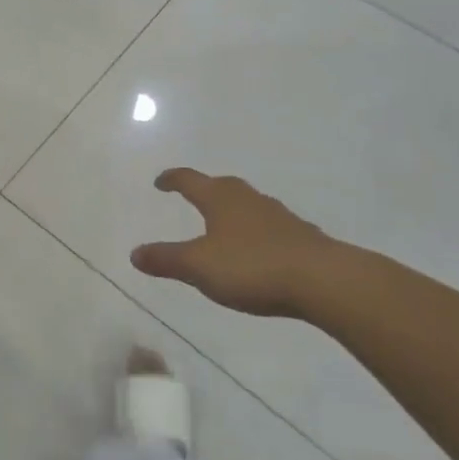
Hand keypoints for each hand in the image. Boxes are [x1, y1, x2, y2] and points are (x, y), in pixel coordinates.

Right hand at [130, 169, 352, 316]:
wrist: (324, 280)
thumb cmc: (252, 266)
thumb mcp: (199, 267)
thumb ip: (166, 260)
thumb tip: (135, 253)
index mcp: (219, 199)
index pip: (189, 180)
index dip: (172, 179)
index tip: (161, 181)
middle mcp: (248, 198)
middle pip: (221, 186)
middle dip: (205, 190)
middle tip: (193, 196)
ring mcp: (278, 215)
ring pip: (248, 205)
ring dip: (233, 210)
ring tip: (224, 224)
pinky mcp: (302, 236)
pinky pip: (270, 226)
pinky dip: (257, 232)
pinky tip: (259, 249)